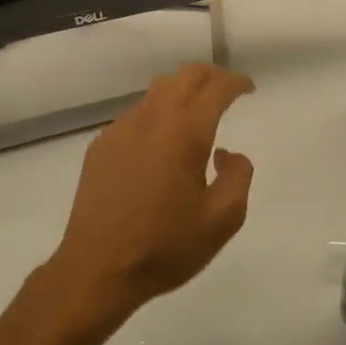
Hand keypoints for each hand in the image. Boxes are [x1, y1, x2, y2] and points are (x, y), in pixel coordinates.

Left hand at [48, 63, 255, 324]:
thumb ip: (238, 177)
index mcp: (184, 132)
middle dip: (210, 75)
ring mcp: (121, 129)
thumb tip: (227, 153)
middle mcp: (152, 119)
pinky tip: (160, 142)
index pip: (215, 88)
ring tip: (195, 111)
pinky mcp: (101, 145)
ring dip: (181, 90)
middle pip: (184, 76)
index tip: (248, 89)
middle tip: (226, 89)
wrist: (97, 269)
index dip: (235, 82)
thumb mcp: (222, 221)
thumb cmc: (165, 246)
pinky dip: (157, 113)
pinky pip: (136, 114)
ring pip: (157, 90)